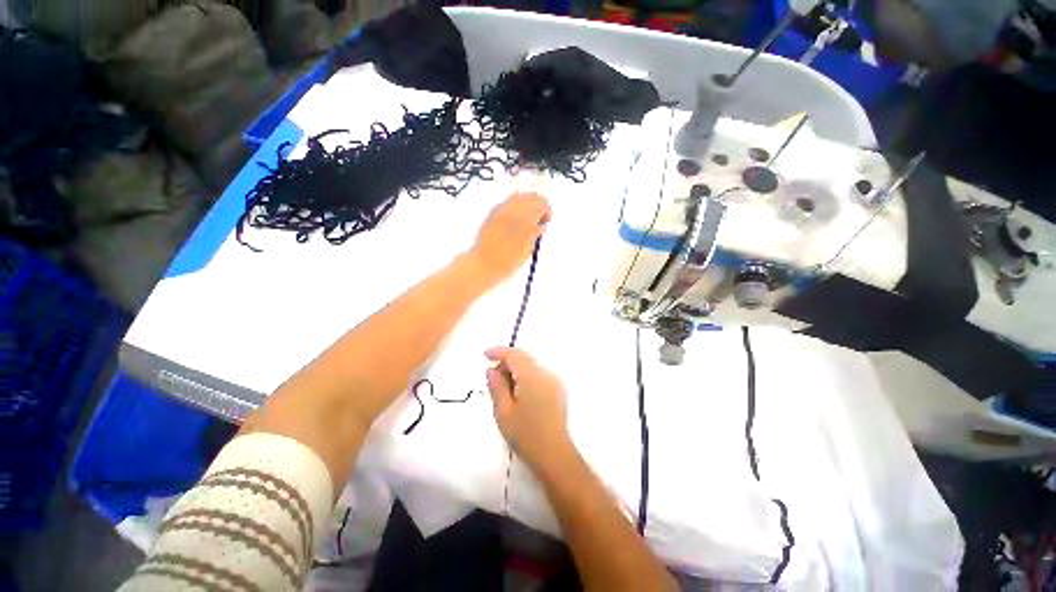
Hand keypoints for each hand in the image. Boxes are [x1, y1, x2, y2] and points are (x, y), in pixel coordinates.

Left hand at [470, 192, 550, 282]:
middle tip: (538, 220)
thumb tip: (542, 225)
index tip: (546, 222)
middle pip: (530, 196)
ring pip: (518, 196)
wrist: (483, 264)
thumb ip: (535, 234)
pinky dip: (515, 207)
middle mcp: (513, 209)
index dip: (547, 211)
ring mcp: (500, 209)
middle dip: (537, 205)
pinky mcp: (492, 213)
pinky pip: (507, 202)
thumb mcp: (527, 250)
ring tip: (526, 221)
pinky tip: (515, 221)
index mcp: (524, 218)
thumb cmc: (508, 261)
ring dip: (526, 205)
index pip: (542, 203)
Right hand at [485, 347, 570, 469]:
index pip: (515, 355)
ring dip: (516, 372)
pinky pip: (539, 376)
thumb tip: (491, 369)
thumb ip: (496, 386)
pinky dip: (526, 378)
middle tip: (492, 379)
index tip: (485, 355)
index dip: (499, 352)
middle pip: (524, 359)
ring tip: (504, 391)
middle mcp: (546, 373)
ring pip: (531, 367)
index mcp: (532, 376)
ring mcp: (554, 381)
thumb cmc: (525, 434)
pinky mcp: (558, 390)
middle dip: (506, 364)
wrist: (554, 454)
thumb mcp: (503, 411)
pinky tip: (518, 395)